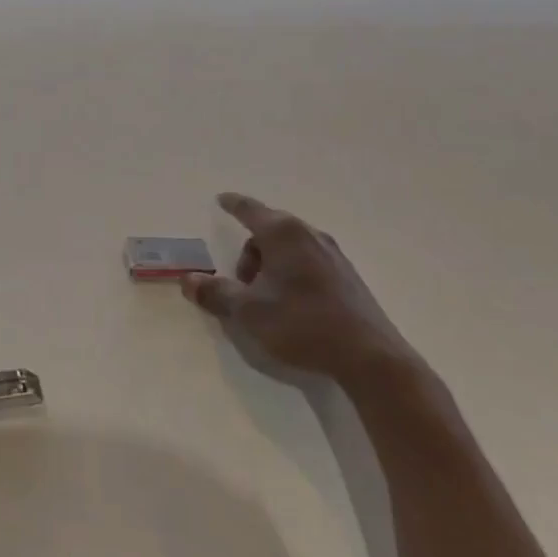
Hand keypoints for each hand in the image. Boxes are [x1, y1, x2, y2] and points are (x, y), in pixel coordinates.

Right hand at [182, 193, 417, 390]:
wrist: (370, 358)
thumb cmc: (302, 324)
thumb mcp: (248, 312)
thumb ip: (215, 293)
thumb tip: (187, 280)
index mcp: (283, 234)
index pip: (250, 210)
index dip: (233, 204)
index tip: (222, 199)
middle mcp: (309, 235)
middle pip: (270, 230)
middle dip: (251, 251)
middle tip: (241, 282)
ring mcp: (333, 255)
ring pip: (291, 247)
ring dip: (272, 264)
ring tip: (267, 298)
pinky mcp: (348, 277)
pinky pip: (309, 261)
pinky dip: (293, 272)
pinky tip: (293, 304)